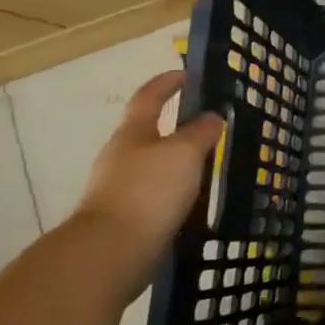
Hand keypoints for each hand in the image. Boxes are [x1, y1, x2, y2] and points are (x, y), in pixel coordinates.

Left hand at [73, 70, 224, 266]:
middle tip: (207, 127)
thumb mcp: (184, 152)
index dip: (167, 83)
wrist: (111, 252)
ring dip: (176, 163)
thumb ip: (201, 132)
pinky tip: (192, 201)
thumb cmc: (148, 190)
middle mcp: (120, 157)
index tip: (186, 73)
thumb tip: (212, 117)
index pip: (149, 97)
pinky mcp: (125, 218)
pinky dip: (174, 192)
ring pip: (152, 166)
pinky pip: (155, 195)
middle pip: (147, 132)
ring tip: (207, 166)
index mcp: (132, 133)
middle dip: (174, 127)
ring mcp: (119, 189)